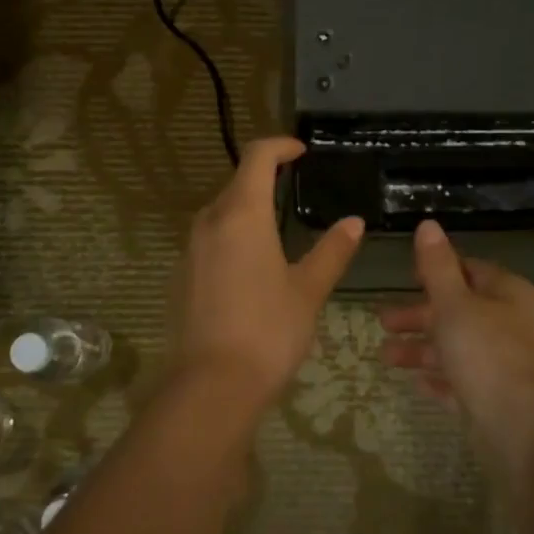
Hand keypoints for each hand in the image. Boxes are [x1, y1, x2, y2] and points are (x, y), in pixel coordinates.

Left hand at [170, 137, 363, 410]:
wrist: (211, 386)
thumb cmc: (268, 331)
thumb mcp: (308, 290)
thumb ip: (331, 251)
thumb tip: (353, 222)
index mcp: (242, 214)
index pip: (257, 157)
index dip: (280, 146)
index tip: (301, 152)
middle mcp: (210, 221)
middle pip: (237, 183)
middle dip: (265, 179)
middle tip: (295, 190)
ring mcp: (190, 248)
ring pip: (221, 212)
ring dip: (247, 209)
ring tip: (277, 230)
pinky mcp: (181, 275)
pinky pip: (209, 240)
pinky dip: (232, 237)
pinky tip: (251, 268)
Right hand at [379, 220, 533, 424]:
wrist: (519, 427)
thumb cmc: (485, 352)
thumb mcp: (454, 303)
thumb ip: (437, 266)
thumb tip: (428, 225)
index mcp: (508, 294)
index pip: (470, 270)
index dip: (438, 271)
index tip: (406, 277)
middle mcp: (510, 325)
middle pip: (458, 311)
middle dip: (418, 315)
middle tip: (383, 320)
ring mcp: (503, 364)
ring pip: (455, 348)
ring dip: (420, 349)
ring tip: (385, 356)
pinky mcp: (494, 398)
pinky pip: (460, 382)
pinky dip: (438, 379)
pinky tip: (414, 382)